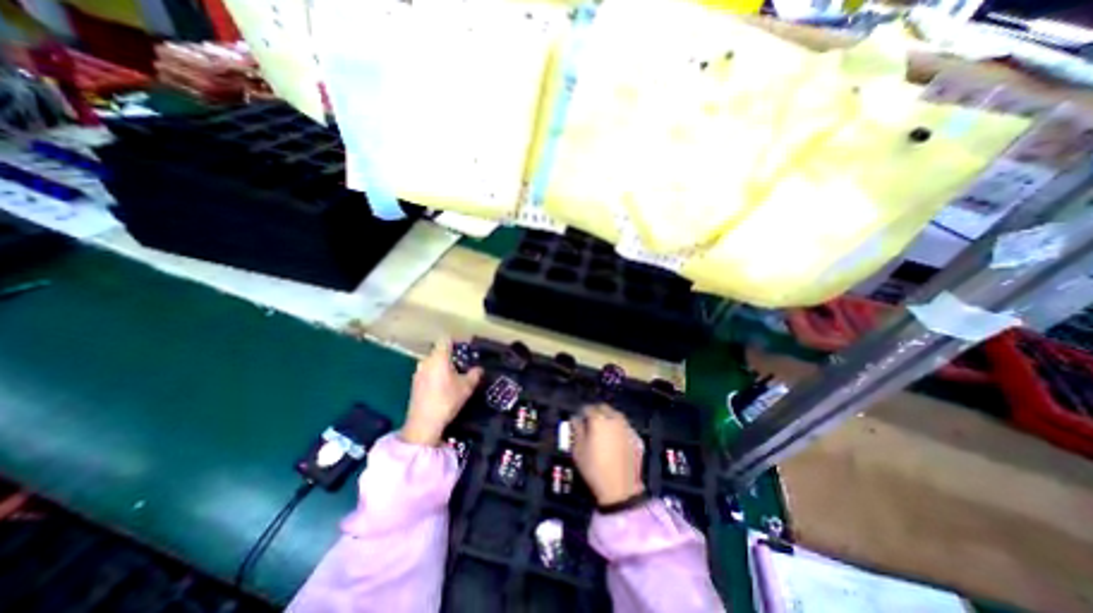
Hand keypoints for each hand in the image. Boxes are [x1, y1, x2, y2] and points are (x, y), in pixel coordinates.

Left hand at [400, 341, 480, 445]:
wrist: (424, 423)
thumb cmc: (447, 400)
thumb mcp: (466, 387)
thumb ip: (474, 374)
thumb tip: (479, 368)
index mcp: (439, 357)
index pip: (446, 340)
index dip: (456, 341)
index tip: (466, 348)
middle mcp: (426, 361)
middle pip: (439, 351)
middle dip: (451, 356)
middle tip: (463, 364)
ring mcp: (418, 372)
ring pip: (433, 363)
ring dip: (443, 366)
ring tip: (455, 376)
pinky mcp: (414, 384)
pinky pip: (428, 372)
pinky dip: (436, 375)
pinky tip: (444, 387)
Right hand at [574, 404, 642, 503]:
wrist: (620, 488)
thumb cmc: (594, 468)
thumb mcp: (578, 450)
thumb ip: (576, 430)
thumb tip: (575, 418)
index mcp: (598, 420)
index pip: (588, 408)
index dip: (582, 412)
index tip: (579, 419)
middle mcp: (614, 419)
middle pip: (603, 408)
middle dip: (596, 411)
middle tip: (590, 422)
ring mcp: (626, 427)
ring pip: (615, 415)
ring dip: (608, 417)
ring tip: (603, 429)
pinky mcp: (635, 437)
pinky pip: (624, 426)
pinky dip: (618, 427)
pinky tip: (614, 438)